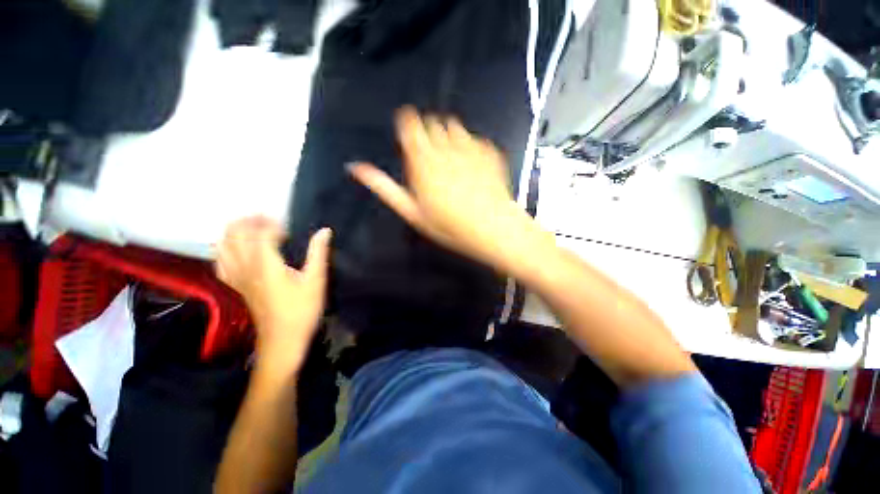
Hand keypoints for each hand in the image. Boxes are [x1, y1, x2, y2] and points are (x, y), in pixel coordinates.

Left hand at [216, 216, 331, 373]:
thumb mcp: (316, 280)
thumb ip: (318, 252)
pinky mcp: (236, 287)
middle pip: (235, 235)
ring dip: (233, 232)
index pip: (261, 233)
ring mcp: (237, 277)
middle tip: (267, 219)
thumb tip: (325, 230)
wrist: (282, 340)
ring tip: (250, 227)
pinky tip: (235, 250)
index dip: (273, 224)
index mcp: (265, 263)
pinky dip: (225, 250)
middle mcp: (245, 267)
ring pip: (223, 246)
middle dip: (249, 221)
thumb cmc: (302, 310)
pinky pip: (221, 263)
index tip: (288, 226)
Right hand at [349, 107, 533, 272]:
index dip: (407, 123)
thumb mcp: (412, 212)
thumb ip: (385, 187)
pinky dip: (469, 144)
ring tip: (451, 158)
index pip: (409, 124)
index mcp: (422, 161)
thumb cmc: (449, 226)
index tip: (409, 132)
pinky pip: (474, 137)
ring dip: (448, 135)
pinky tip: (472, 164)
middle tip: (431, 156)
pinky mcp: (489, 151)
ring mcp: (470, 147)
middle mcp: (445, 147)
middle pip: (431, 122)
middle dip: (428, 132)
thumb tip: (356, 168)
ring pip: (453, 125)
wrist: (492, 228)